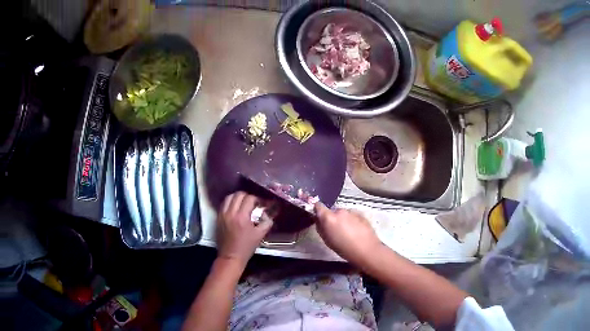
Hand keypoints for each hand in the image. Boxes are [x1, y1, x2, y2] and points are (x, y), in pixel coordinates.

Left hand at [216, 192, 273, 266]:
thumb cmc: (246, 247)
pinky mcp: (218, 218)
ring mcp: (222, 214)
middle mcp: (230, 213)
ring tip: (243, 203)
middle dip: (247, 196)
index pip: (249, 199)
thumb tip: (270, 213)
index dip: (257, 199)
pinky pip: (223, 204)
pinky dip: (230, 202)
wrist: (231, 256)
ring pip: (229, 197)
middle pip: (238, 194)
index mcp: (242, 217)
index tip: (262, 204)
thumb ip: (267, 222)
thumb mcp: (260, 235)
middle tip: (253, 202)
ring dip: (237, 197)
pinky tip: (235, 207)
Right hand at [315, 202, 382, 266]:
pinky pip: (352, 216)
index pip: (318, 206)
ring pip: (343, 214)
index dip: (317, 210)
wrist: (367, 250)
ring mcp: (352, 212)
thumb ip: (321, 228)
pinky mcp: (361, 214)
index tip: (318, 217)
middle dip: (332, 219)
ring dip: (343, 220)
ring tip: (347, 233)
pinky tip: (356, 232)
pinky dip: (352, 221)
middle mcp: (340, 211)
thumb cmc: (344, 249)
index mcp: (329, 217)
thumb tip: (319, 221)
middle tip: (335, 230)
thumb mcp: (327, 241)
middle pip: (332, 211)